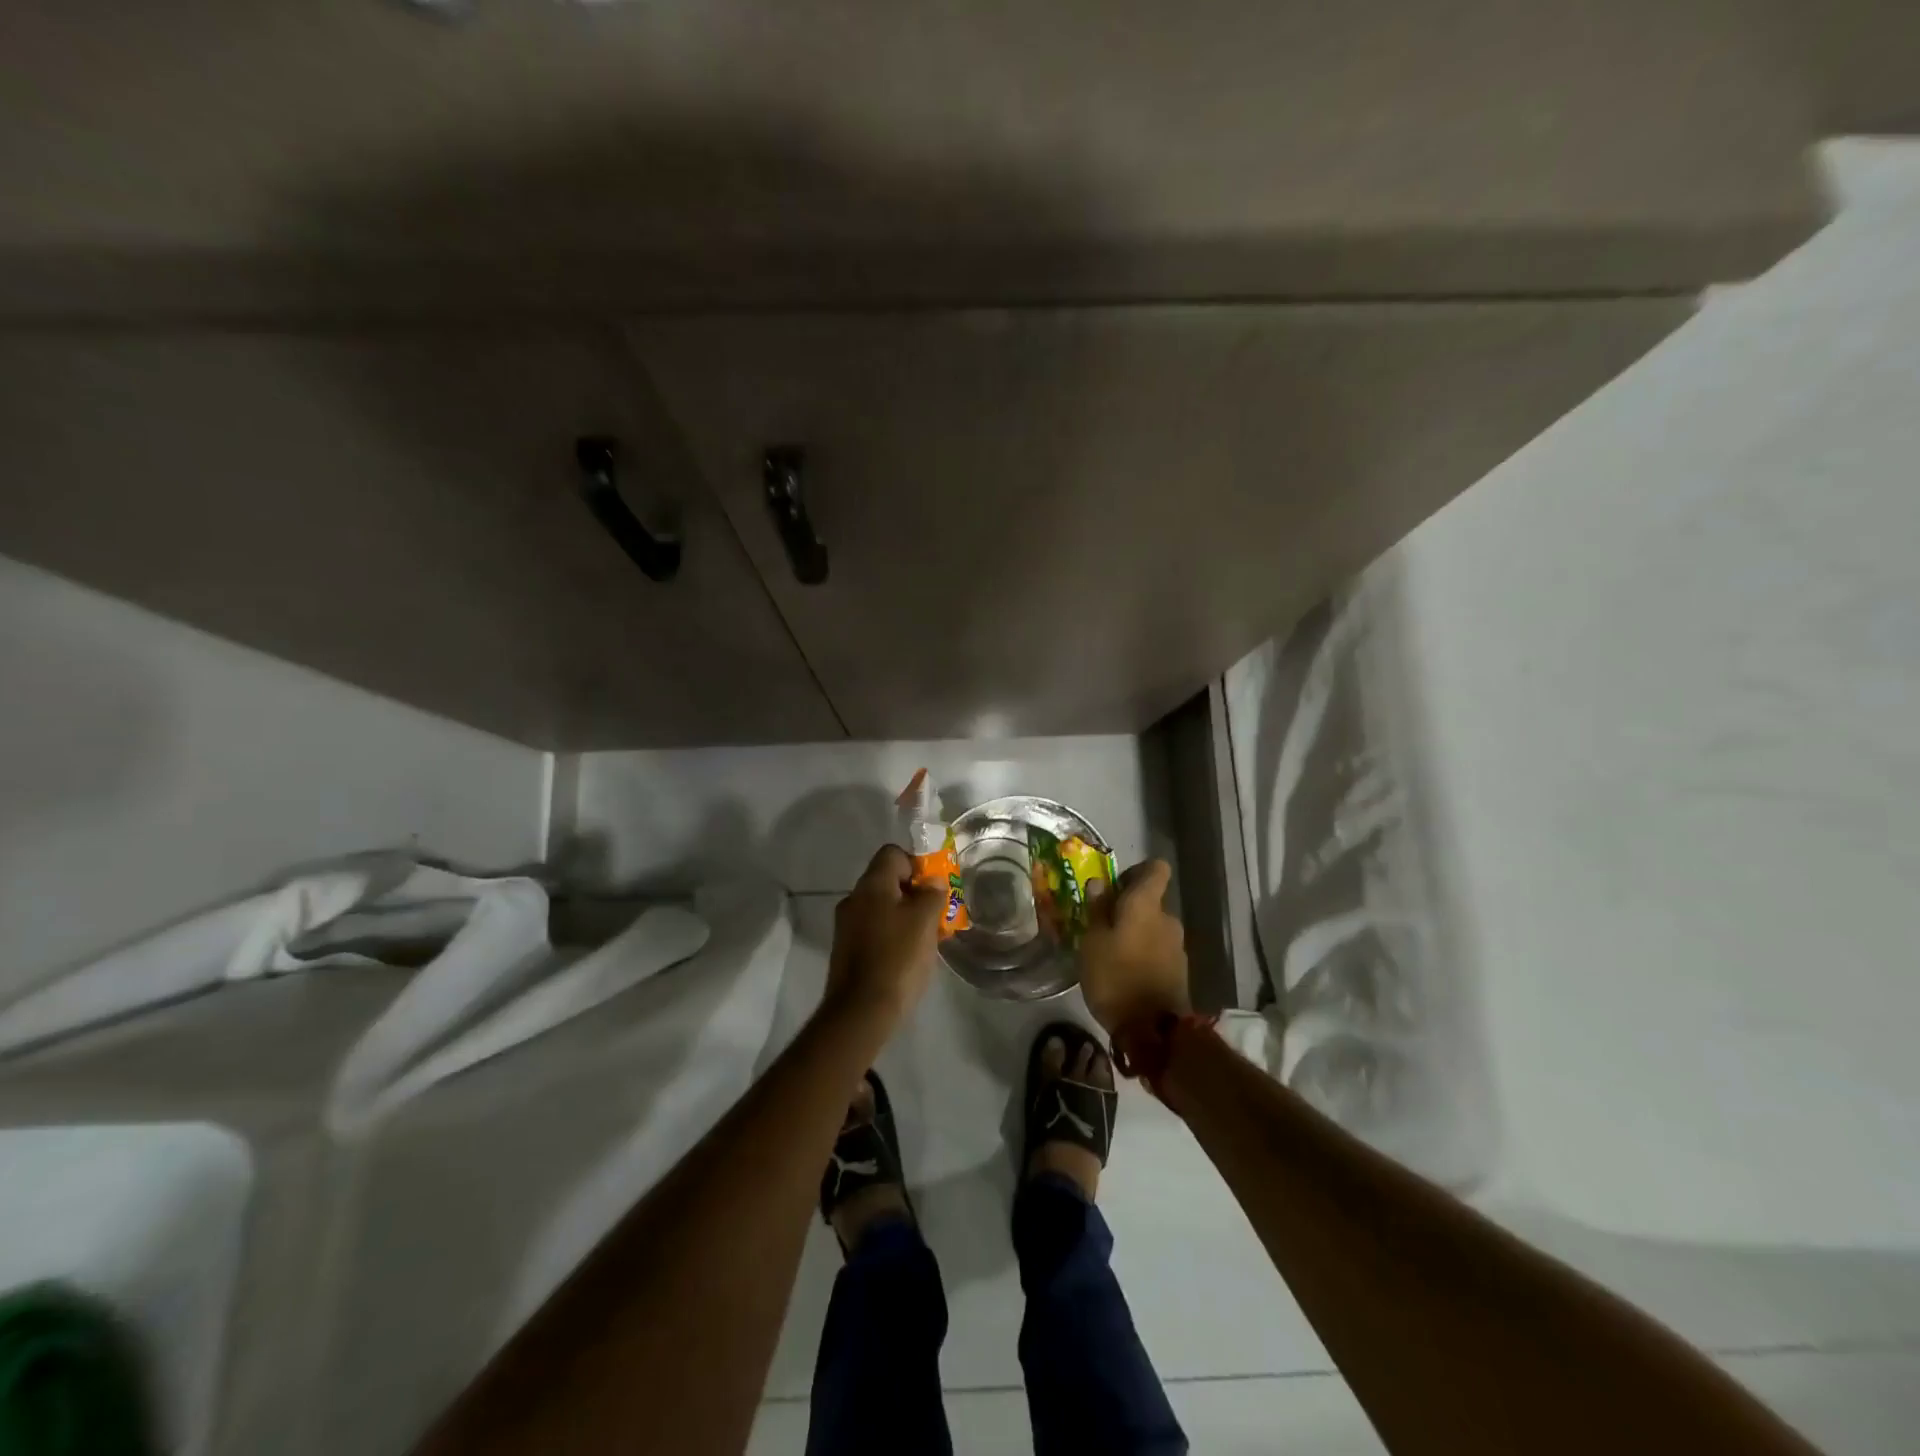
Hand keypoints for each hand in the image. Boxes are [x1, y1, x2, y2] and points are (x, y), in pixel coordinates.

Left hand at [823, 844, 946, 1029]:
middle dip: (914, 892)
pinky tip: (908, 955)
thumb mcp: (925, 921)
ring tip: (927, 937)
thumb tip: (932, 881)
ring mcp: (846, 925)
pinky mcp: (846, 950)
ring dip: (904, 915)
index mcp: (871, 885)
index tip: (934, 887)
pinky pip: (874, 929)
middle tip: (936, 913)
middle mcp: (854, 898)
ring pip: (881, 907)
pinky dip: (892, 934)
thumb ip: (932, 894)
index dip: (917, 864)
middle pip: (887, 880)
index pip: (893, 853)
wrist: (861, 1011)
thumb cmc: (898, 958)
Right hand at [1078, 859, 1190, 1036]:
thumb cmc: (1115, 977)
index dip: (1137, 871)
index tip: (1115, 886)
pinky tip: (1125, 974)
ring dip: (1135, 934)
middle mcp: (1168, 919)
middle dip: (1129, 909)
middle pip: (1151, 901)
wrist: (1153, 1031)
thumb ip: (1097, 910)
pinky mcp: (1179, 971)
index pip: (1156, 869)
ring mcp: (1177, 947)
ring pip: (1154, 928)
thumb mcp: (1092, 942)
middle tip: (1101, 926)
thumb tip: (1100, 883)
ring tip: (1110, 954)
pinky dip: (1144, 955)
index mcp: (1147, 905)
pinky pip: (1158, 951)